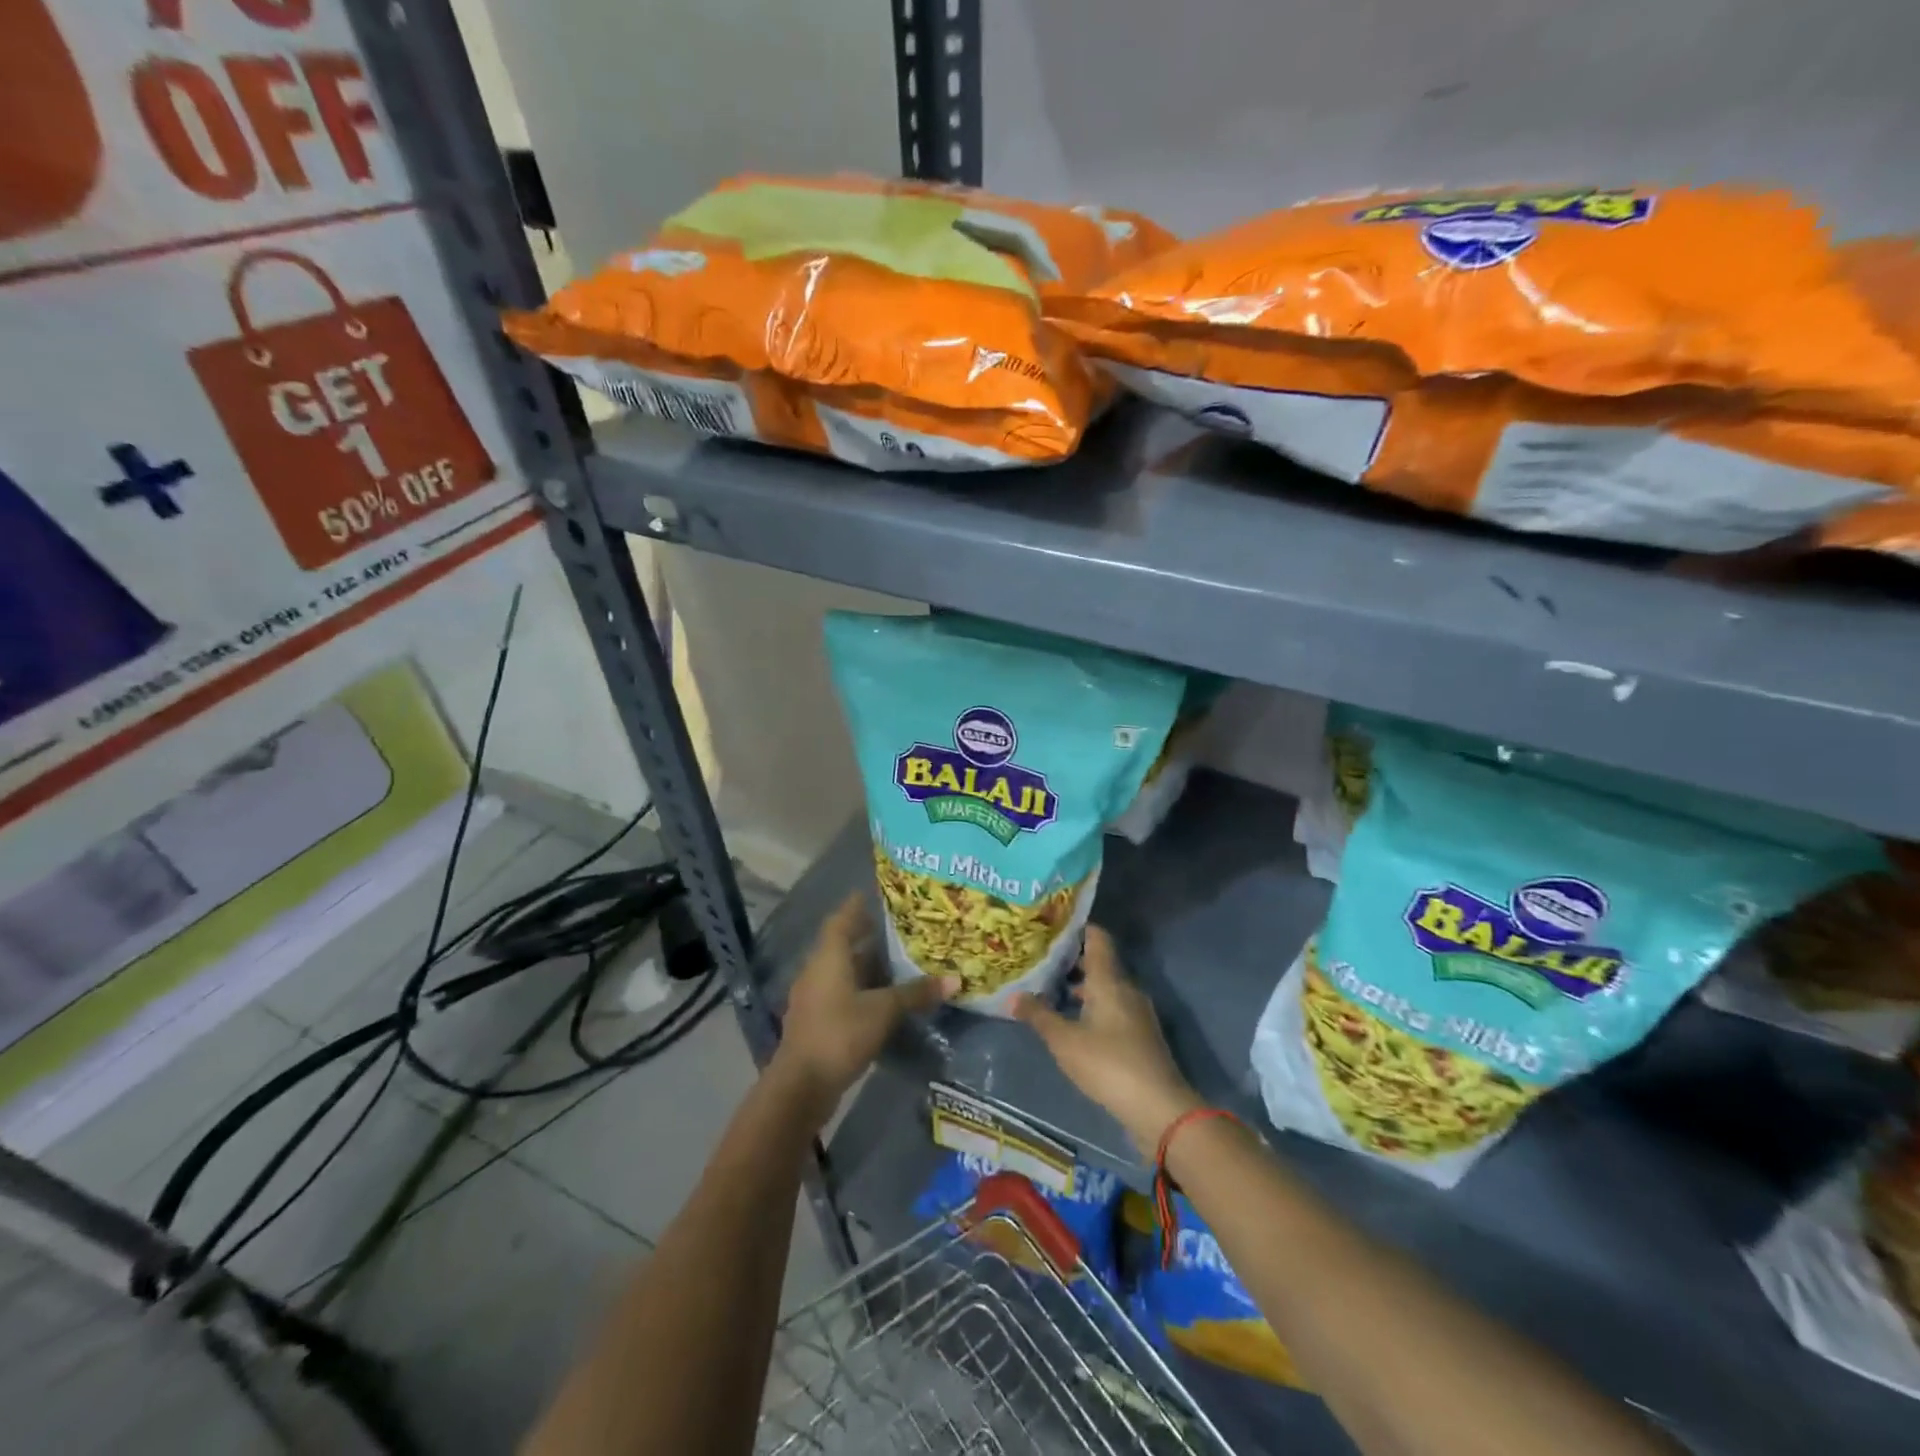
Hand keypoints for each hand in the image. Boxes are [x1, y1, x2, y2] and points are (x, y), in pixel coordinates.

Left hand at [775, 894, 953, 1104]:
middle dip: (867, 935)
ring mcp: (813, 996)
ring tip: (896, 961)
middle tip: (897, 927)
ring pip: (841, 970)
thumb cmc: (840, 1034)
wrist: (800, 1085)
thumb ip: (916, 993)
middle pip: (842, 943)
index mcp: (829, 957)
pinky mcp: (815, 1020)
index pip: (842, 919)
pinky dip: (860, 988)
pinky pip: (840, 992)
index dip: (857, 905)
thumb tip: (954, 980)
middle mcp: (817, 970)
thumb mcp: (884, 1010)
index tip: (875, 894)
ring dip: (864, 964)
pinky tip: (881, 997)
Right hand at [1012, 926, 1202, 1154]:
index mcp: (1109, 981)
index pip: (1097, 939)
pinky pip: (1113, 1009)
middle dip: (1072, 961)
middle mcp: (1126, 989)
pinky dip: (1093, 1008)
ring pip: (1106, 988)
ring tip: (1051, 991)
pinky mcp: (1140, 1036)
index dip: (1077, 929)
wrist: (1158, 1108)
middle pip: (1100, 964)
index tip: (1052, 927)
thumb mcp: (1065, 1041)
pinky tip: (1074, 1023)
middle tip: (1041, 961)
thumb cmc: (1108, 1064)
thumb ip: (1039, 1016)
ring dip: (1082, 988)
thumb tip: (1014, 995)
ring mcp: (1137, 1013)